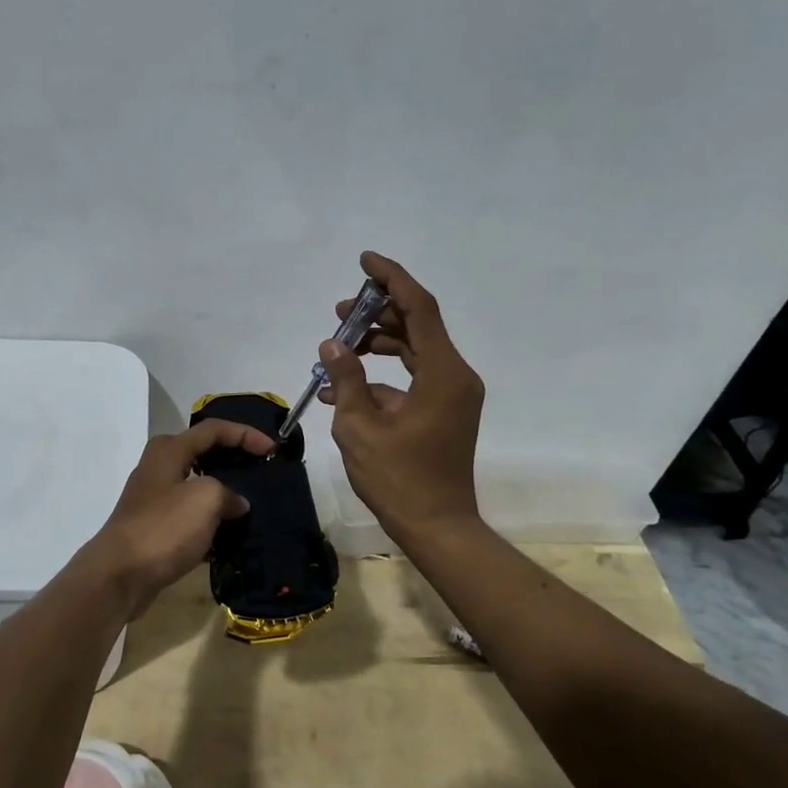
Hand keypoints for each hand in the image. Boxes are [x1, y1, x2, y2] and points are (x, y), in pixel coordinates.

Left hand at [80, 419, 273, 617]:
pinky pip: (190, 515)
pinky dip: (211, 521)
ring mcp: (155, 498)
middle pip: (203, 453)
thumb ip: (228, 492)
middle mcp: (159, 467)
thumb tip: (236, 503)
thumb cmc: (164, 527)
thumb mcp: (206, 499)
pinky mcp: (155, 527)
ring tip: (253, 504)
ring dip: (224, 493)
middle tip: (261, 471)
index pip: (214, 429)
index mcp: (169, 450)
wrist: (120, 575)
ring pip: (197, 486)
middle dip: (234, 459)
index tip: (273, 450)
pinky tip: (231, 536)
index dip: (245, 434)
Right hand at [319, 250, 484, 545]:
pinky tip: (343, 388)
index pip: (419, 307)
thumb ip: (346, 379)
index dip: (392, 278)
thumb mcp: (360, 428)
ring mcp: (452, 394)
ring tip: (337, 347)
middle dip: (377, 313)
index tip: (364, 260)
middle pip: (417, 325)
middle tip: (339, 312)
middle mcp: (455, 375)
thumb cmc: (399, 479)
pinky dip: (381, 376)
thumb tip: (332, 345)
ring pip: (413, 350)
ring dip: (376, 344)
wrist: (437, 527)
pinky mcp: (444, 410)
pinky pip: (412, 378)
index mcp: (443, 373)